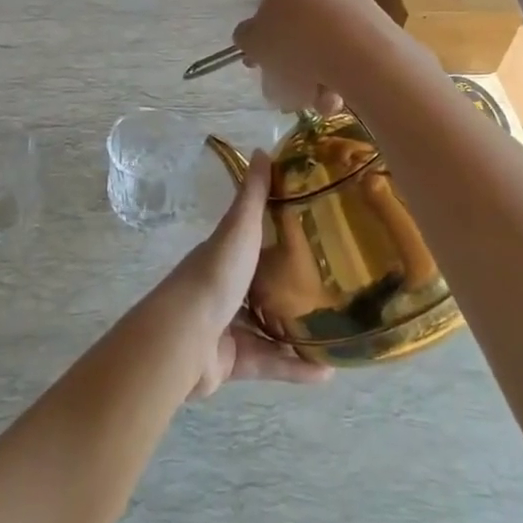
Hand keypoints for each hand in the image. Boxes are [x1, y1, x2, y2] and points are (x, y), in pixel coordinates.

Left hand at [161, 154, 331, 399]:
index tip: (315, 238)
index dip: (279, 240)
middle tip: (334, 291)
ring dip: (299, 334)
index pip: (254, 244)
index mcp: (225, 257)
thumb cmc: (215, 276)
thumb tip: (262, 150)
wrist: (185, 337)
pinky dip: (296, 368)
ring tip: (337, 334)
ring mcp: (227, 327)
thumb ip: (252, 196)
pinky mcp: (233, 362)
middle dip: (292, 291)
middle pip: (262, 288)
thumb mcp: (239, 229)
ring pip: (268, 330)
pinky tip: (327, 373)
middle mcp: (224, 290)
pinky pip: (270, 364)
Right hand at [231, 0, 378, 114]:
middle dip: (289, 65)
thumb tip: (250, 37)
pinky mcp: (378, 27)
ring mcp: (354, 3)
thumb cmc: (295, 41)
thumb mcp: (254, 41)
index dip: (263, 38)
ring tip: (313, 101)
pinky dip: (339, 77)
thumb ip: (247, 38)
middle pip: (298, 29)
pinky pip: (348, 54)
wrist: (357, 52)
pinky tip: (335, 99)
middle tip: (283, 91)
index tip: (261, 64)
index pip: (269, 4)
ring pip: (323, 47)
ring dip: (313, 78)